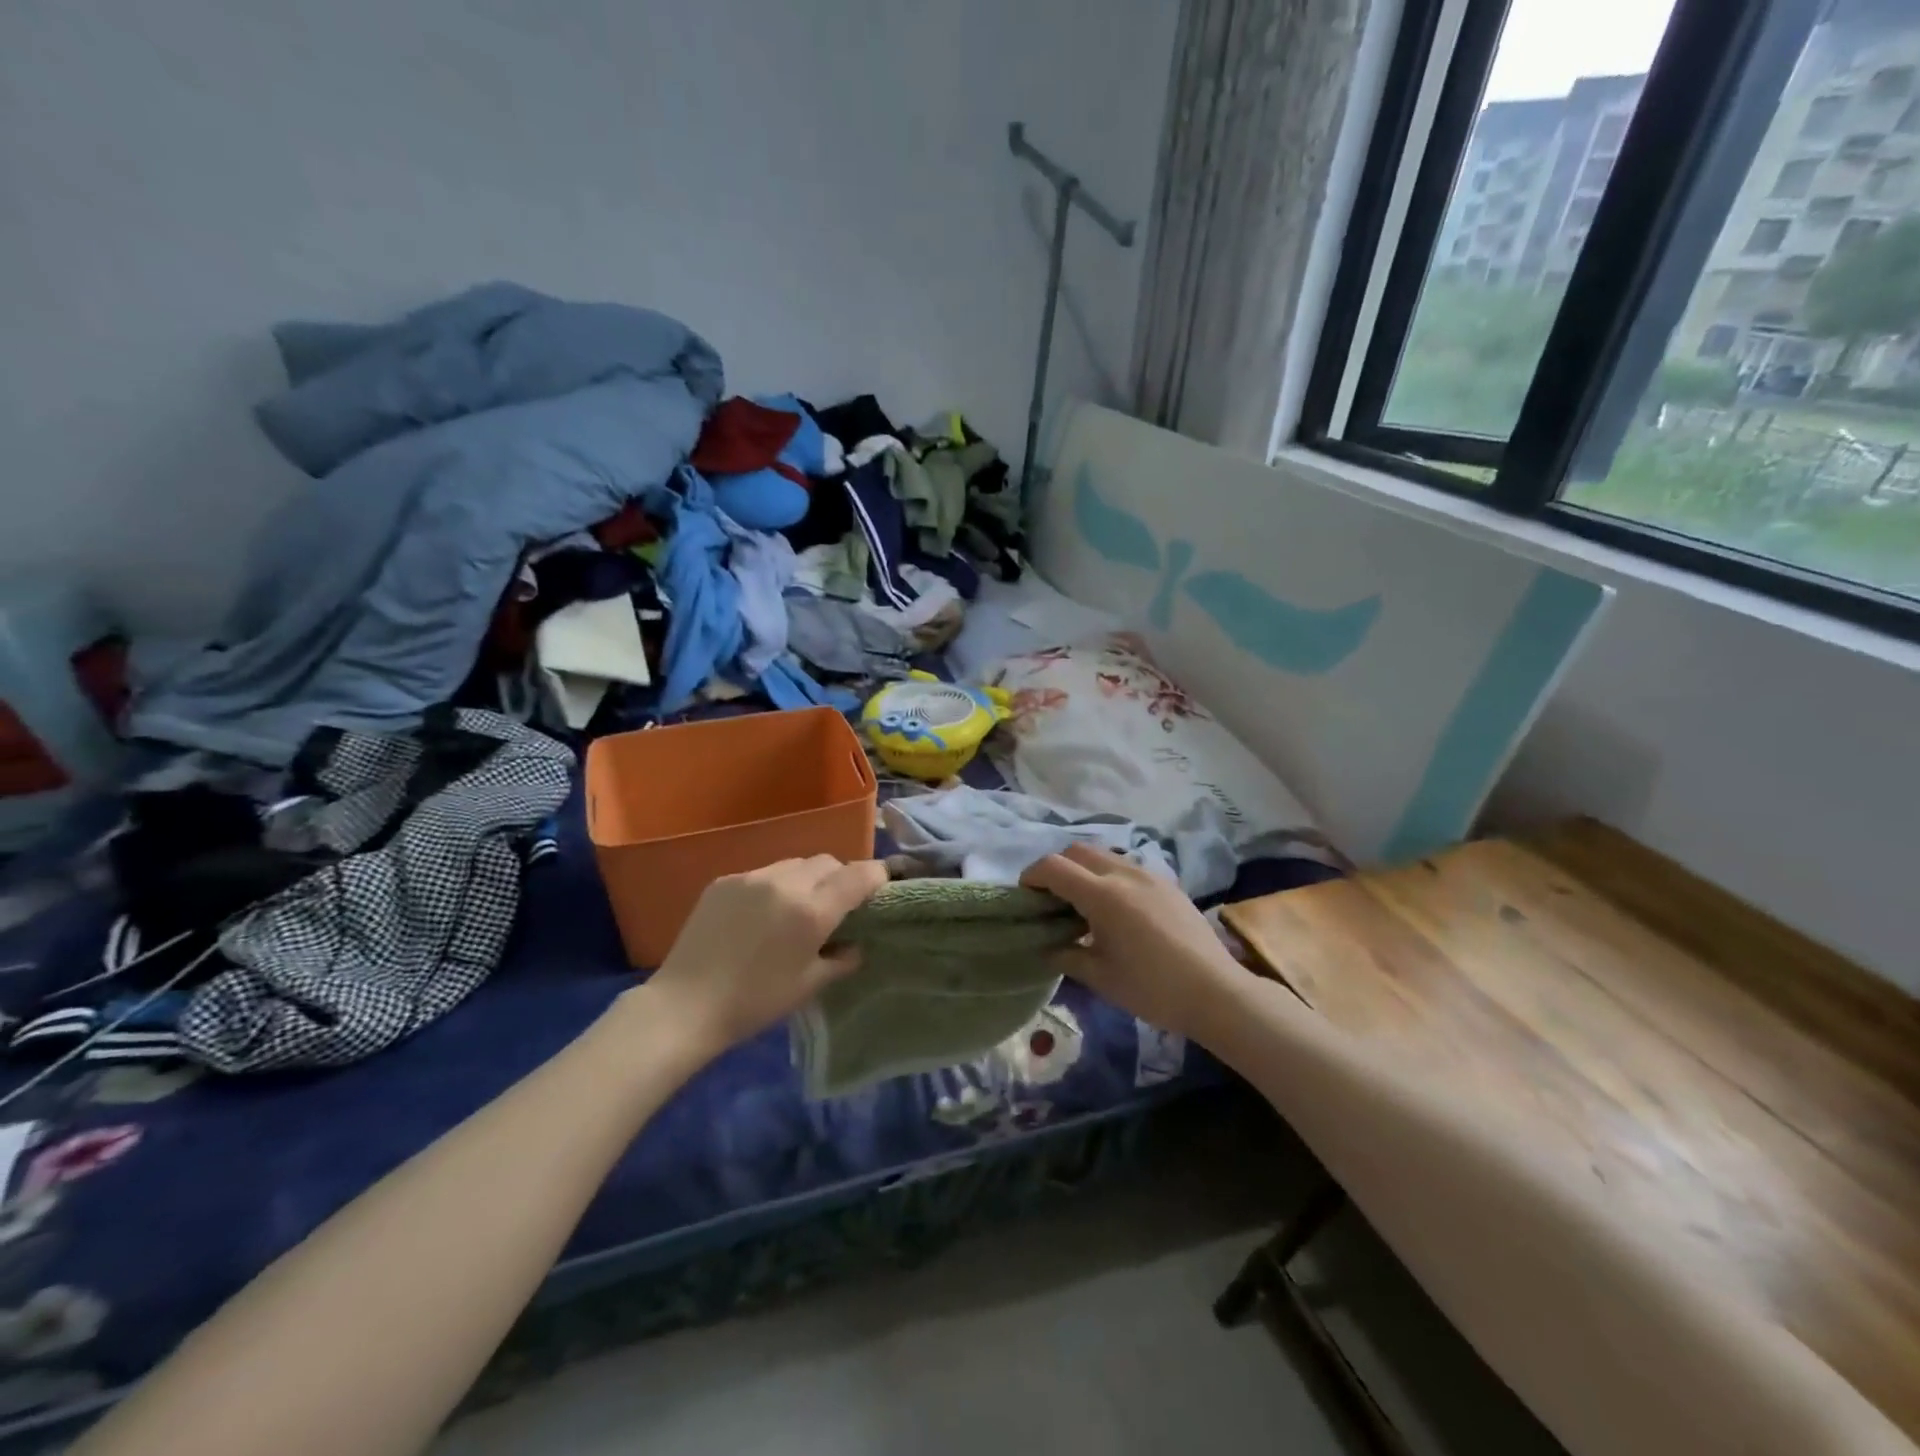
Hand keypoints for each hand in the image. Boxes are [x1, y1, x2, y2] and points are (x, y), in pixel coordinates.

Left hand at [643, 856, 887, 1059]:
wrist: (685, 1006)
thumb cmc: (754, 1002)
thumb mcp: (808, 986)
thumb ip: (841, 960)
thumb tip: (856, 945)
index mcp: (812, 910)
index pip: (859, 875)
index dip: (876, 876)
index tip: (881, 886)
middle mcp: (785, 882)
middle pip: (827, 862)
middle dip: (840, 877)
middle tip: (836, 905)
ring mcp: (752, 877)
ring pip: (795, 864)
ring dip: (807, 879)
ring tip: (797, 908)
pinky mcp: (725, 880)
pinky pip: (763, 873)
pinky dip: (774, 886)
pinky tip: (761, 914)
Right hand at [1022, 845, 1243, 1040]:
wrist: (1216, 992)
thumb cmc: (1152, 988)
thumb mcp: (1100, 978)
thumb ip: (1067, 956)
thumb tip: (1048, 947)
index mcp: (1102, 895)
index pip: (1053, 866)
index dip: (1032, 875)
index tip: (1025, 896)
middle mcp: (1124, 874)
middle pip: (1077, 850)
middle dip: (1056, 867)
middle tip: (1051, 899)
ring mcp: (1149, 875)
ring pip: (1104, 855)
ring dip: (1084, 869)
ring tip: (1083, 904)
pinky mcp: (1168, 883)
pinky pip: (1127, 867)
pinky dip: (1109, 876)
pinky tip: (1116, 909)